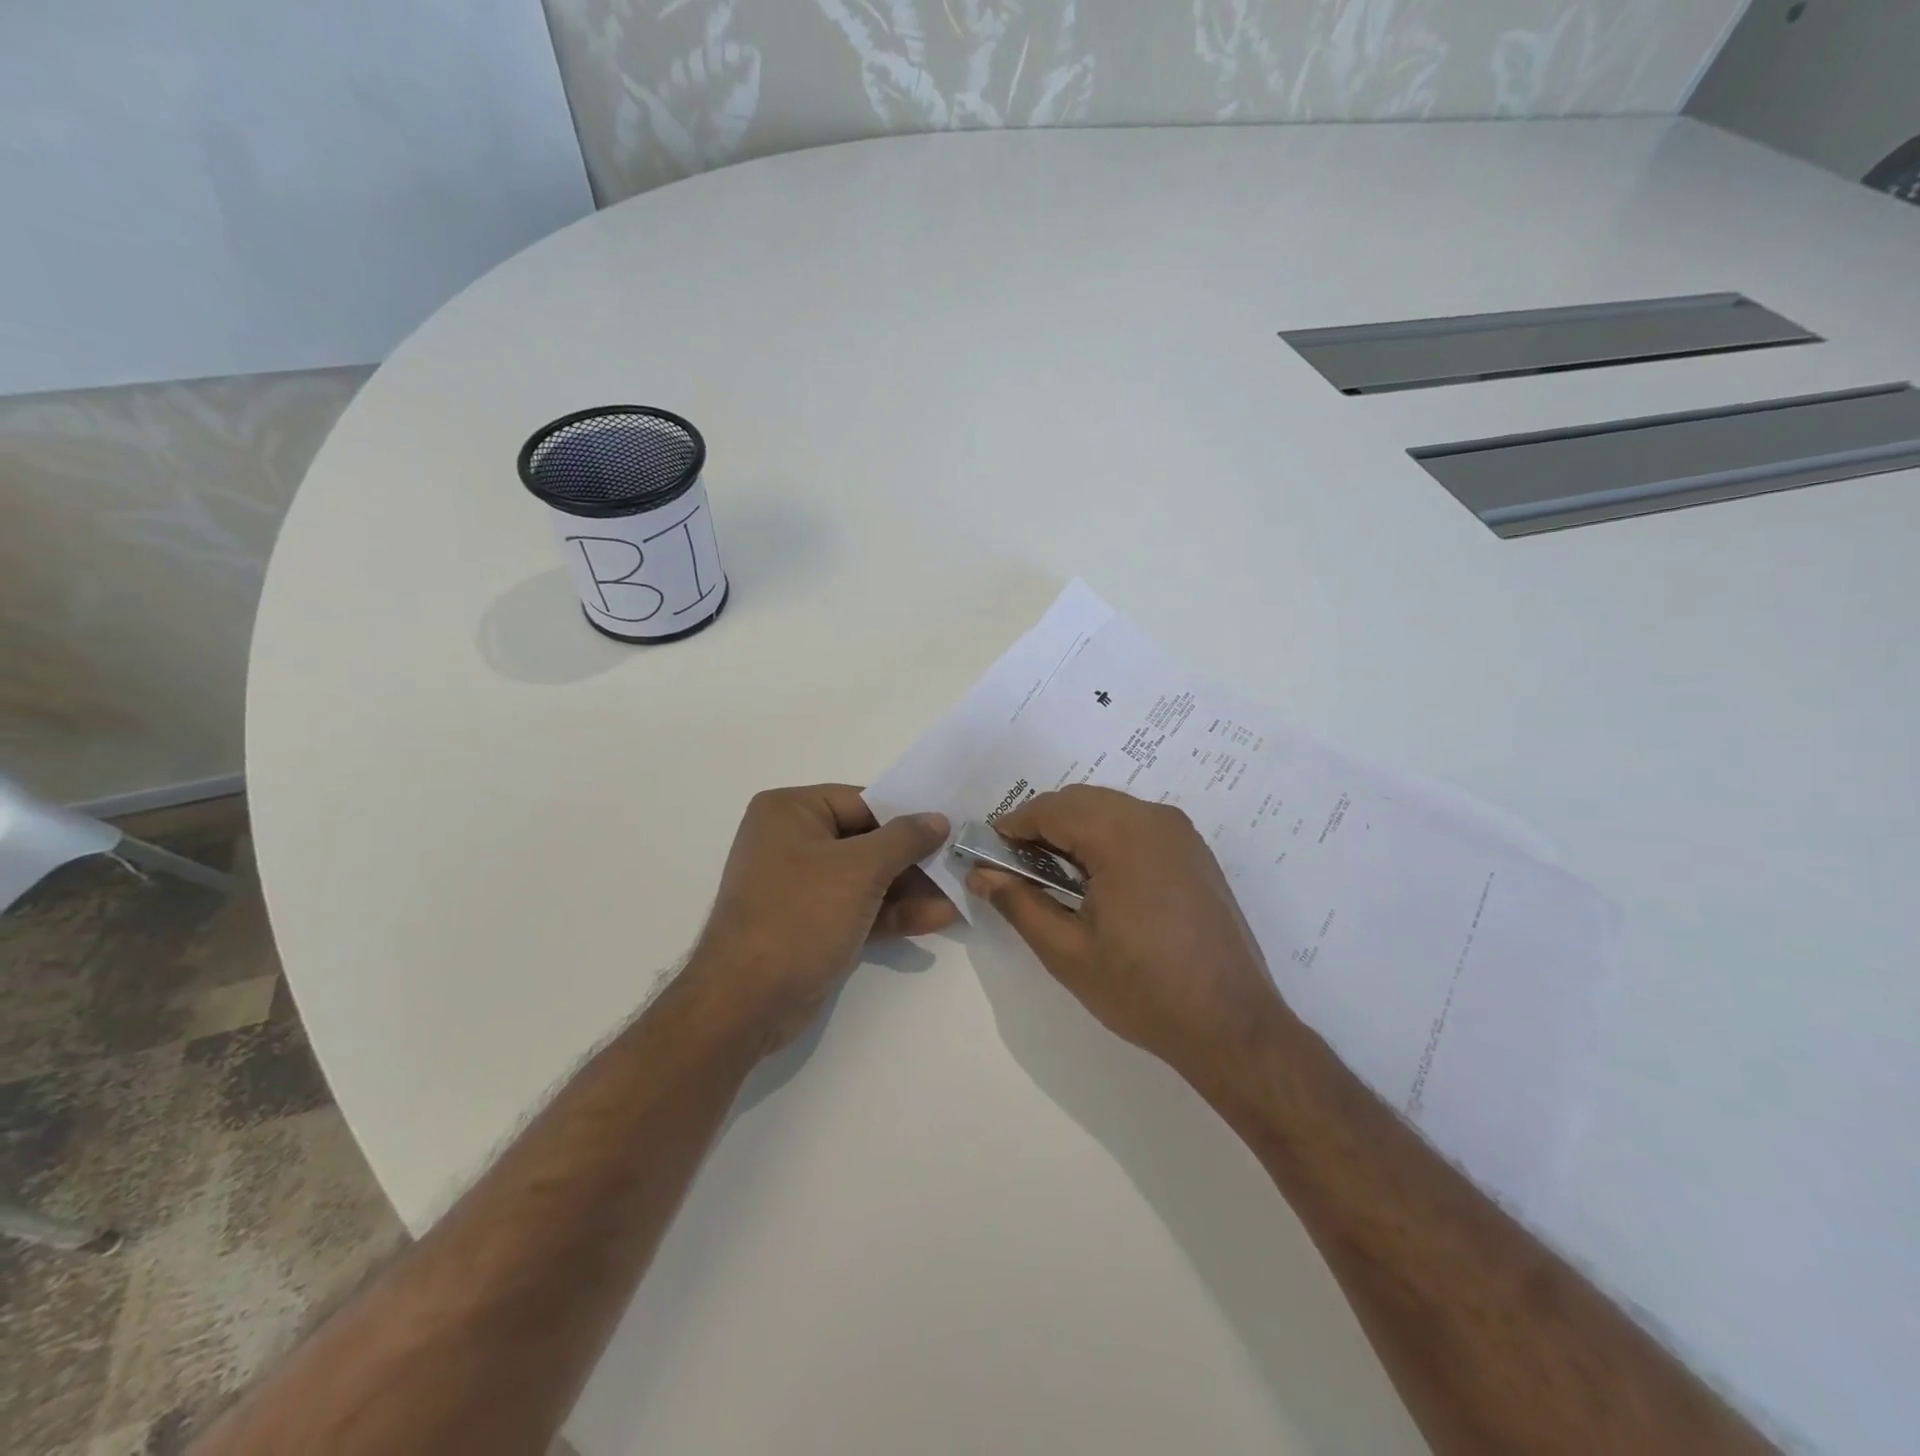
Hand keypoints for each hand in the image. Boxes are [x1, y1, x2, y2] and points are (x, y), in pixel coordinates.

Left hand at [691, 785, 955, 1049]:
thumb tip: (938, 819)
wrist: (746, 1003)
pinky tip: (938, 918)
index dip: (908, 816)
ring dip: (911, 889)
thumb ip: (904, 839)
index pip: (863, 802)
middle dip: (914, 859)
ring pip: (867, 878)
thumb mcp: (859, 869)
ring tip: (959, 895)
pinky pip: (860, 907)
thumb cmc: (800, 916)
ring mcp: (801, 886)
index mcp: (791, 811)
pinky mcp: (812, 923)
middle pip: (868, 840)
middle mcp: (792, 841)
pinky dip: (894, 913)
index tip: (952, 827)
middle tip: (961, 863)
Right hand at [967, 786, 1291, 1083]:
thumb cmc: (1143, 990)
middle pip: (1080, 801)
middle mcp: (1154, 818)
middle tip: (1015, 868)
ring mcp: (1180, 833)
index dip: (1012, 827)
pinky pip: (1136, 824)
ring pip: (1109, 809)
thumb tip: (981, 874)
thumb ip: (1019, 903)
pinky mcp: (1194, 852)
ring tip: (1051, 875)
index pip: (1051, 809)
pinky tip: (1095, 879)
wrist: (1232, 1025)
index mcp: (1121, 835)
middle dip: (1041, 826)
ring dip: (1073, 830)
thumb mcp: (1067, 951)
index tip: (987, 854)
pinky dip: (1105, 837)